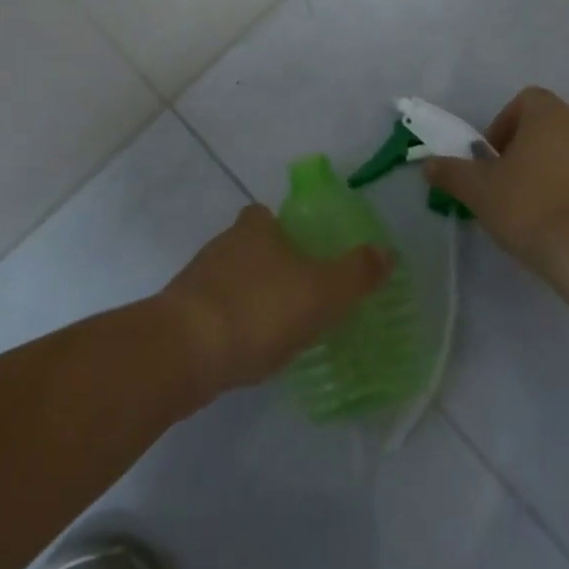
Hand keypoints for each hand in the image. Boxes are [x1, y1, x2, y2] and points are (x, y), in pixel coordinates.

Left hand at [159, 204, 392, 398]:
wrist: (182, 353)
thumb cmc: (257, 310)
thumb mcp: (320, 292)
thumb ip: (355, 274)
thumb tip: (387, 251)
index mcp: (255, 228)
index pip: (267, 216)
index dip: (284, 231)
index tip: (303, 256)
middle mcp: (223, 244)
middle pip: (249, 247)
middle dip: (269, 266)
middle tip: (297, 297)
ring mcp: (197, 279)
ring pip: (230, 281)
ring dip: (249, 298)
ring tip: (275, 331)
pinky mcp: (180, 315)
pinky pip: (214, 313)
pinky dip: (230, 326)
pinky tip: (245, 352)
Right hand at [423, 86, 568, 272]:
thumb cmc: (529, 205)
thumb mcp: (478, 189)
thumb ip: (451, 173)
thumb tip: (429, 164)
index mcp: (549, 114)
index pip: (525, 100)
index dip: (502, 123)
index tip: (490, 156)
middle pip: (544, 126)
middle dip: (521, 149)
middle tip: (502, 181)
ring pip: (564, 153)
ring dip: (544, 170)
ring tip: (525, 205)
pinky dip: (565, 191)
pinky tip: (551, 222)